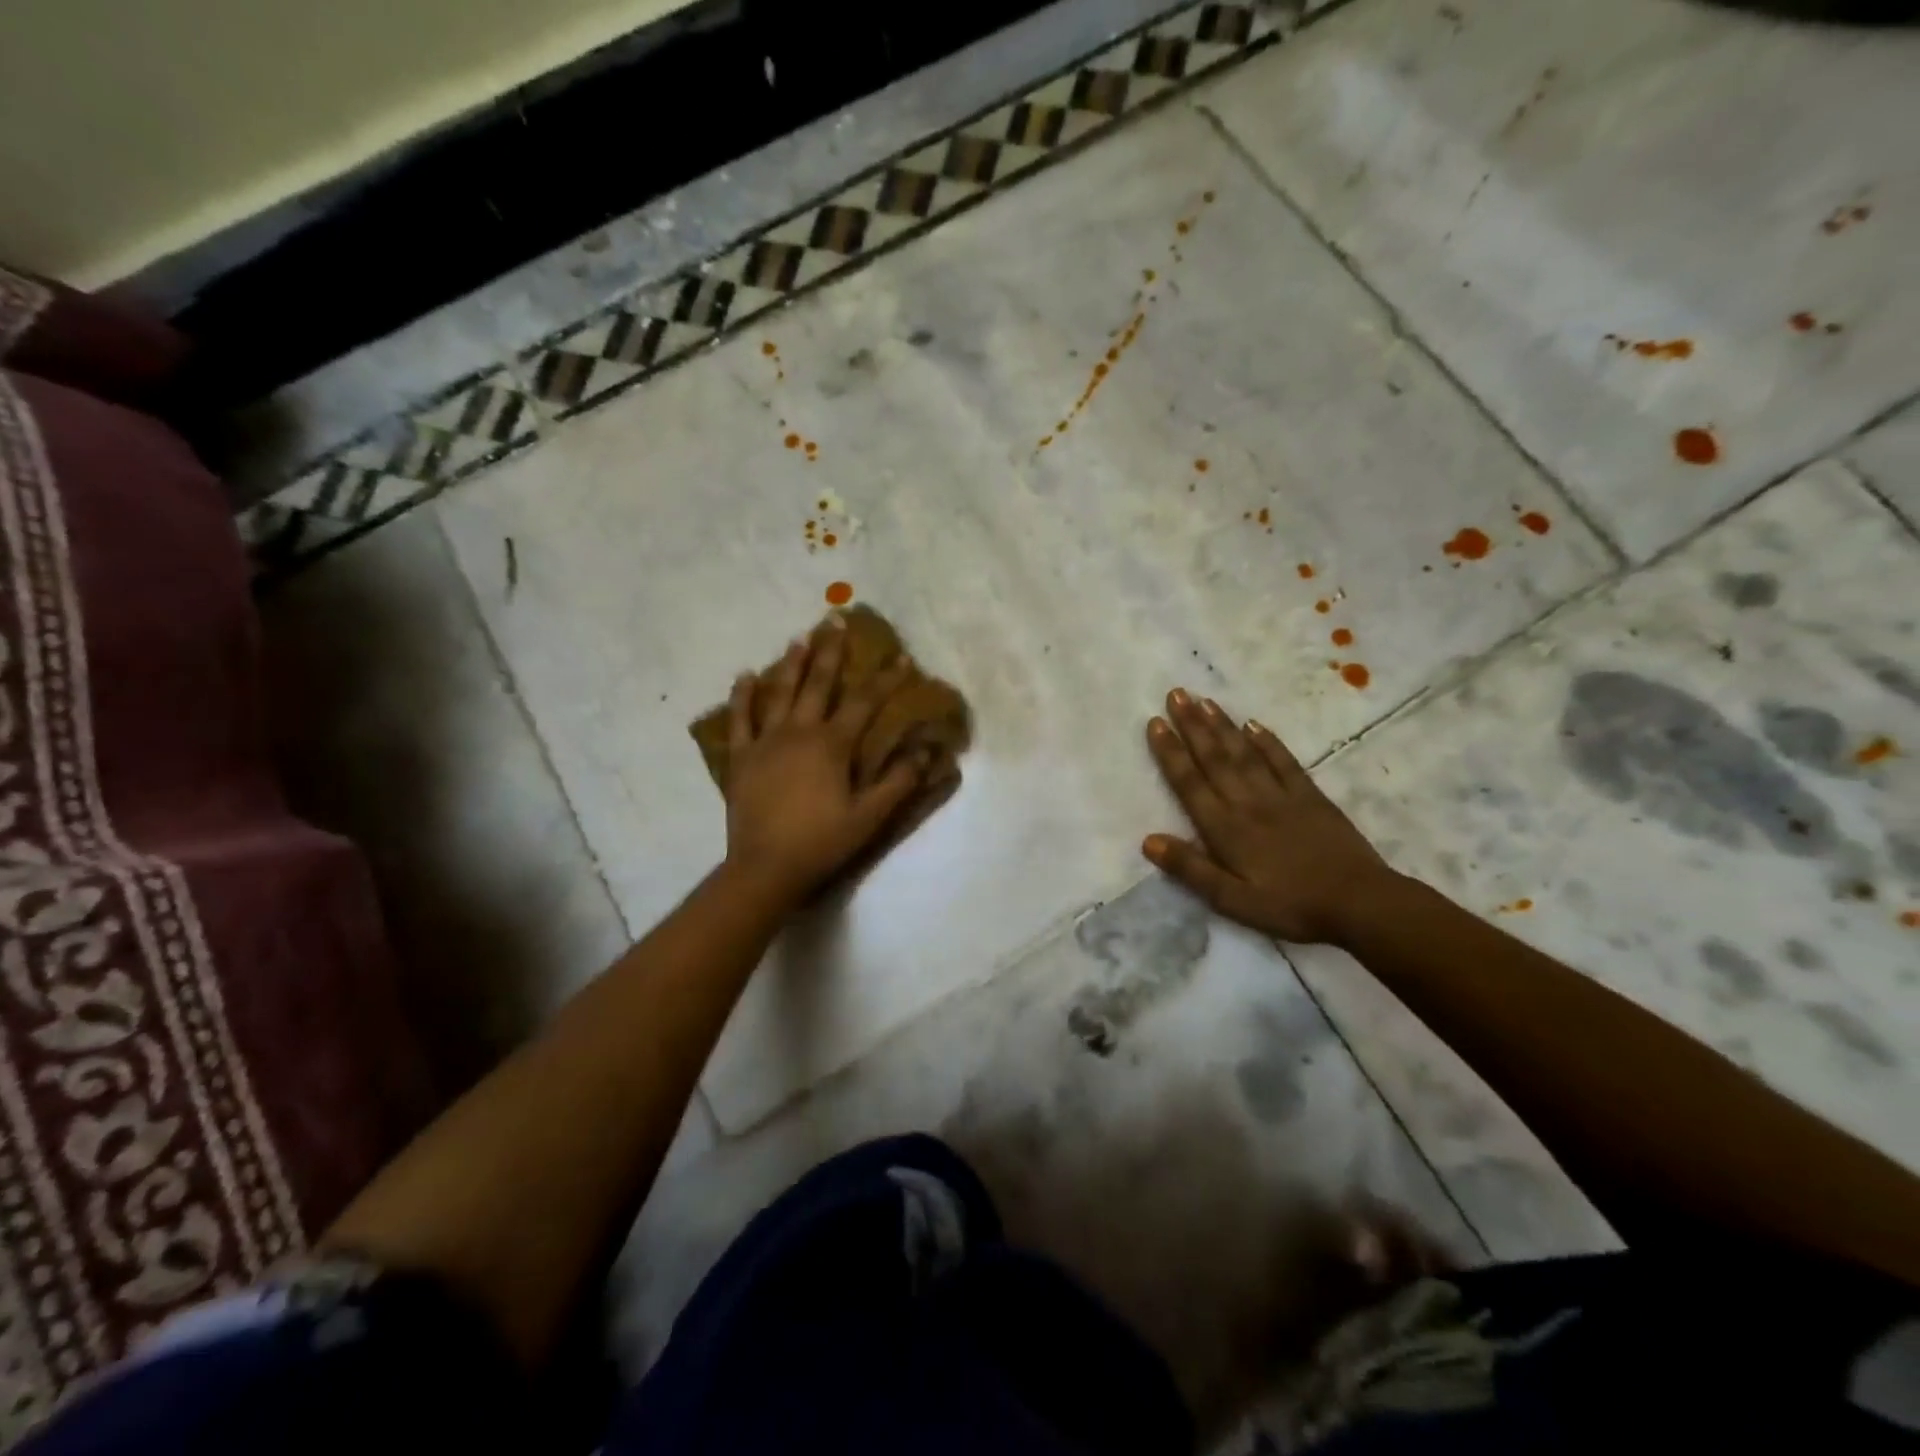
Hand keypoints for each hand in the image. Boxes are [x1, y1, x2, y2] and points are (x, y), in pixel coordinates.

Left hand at [722, 618, 928, 900]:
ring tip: (799, 638)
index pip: (865, 703)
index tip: (901, 657)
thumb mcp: (869, 816)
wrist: (766, 867)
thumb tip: (924, 751)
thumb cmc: (822, 841)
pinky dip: (742, 696)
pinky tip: (746, 675)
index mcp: (833, 744)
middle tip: (835, 620)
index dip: (886, 679)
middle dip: (831, 652)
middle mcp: (800, 731)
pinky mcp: (743, 757)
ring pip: (780, 692)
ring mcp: (767, 741)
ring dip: (791, 664)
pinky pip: (741, 719)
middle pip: (819, 684)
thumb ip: (897, 782)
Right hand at [1142, 689, 1396, 944]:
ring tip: (1203, 700)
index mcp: (1225, 829)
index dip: (1170, 752)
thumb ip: (1191, 869)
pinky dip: (1267, 741)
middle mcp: (1248, 803)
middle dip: (1192, 725)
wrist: (1359, 903)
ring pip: (1244, 753)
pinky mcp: (1310, 797)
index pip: (1190, 783)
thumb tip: (1148, 840)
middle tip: (1175, 693)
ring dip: (1222, 726)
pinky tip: (1253, 724)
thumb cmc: (1289, 906)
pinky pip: (1284, 762)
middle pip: (1214, 758)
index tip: (1155, 722)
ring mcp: (1281, 796)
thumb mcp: (1232, 900)